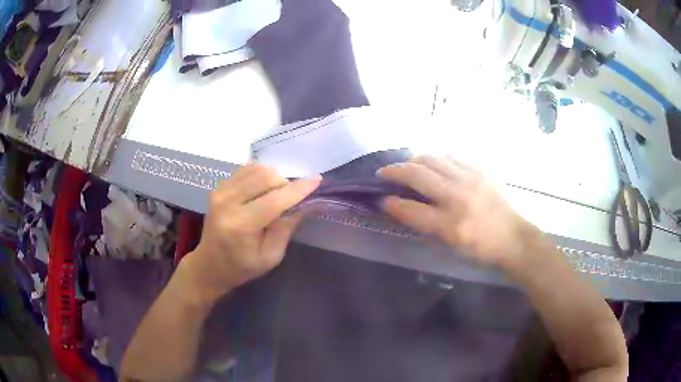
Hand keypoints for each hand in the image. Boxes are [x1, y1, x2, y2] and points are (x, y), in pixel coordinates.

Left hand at [179, 163, 321, 301]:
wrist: (209, 265)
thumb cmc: (242, 267)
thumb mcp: (270, 257)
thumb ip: (287, 228)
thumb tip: (307, 204)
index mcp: (241, 225)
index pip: (274, 200)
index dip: (298, 189)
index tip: (317, 180)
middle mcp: (227, 202)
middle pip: (265, 177)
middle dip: (285, 184)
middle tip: (290, 200)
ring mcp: (220, 191)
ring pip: (256, 169)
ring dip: (273, 178)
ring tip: (275, 196)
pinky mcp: (218, 187)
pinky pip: (245, 169)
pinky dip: (259, 175)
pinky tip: (261, 190)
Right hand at [378, 155, 540, 269]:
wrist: (513, 237)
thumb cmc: (480, 247)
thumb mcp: (450, 244)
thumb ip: (425, 224)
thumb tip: (402, 206)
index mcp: (449, 224)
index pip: (410, 209)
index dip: (391, 203)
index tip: (382, 199)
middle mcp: (457, 197)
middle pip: (417, 175)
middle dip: (395, 172)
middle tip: (384, 173)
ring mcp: (469, 179)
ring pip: (432, 159)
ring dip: (413, 161)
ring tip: (407, 166)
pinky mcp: (479, 170)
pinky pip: (451, 156)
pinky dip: (435, 157)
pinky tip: (432, 162)